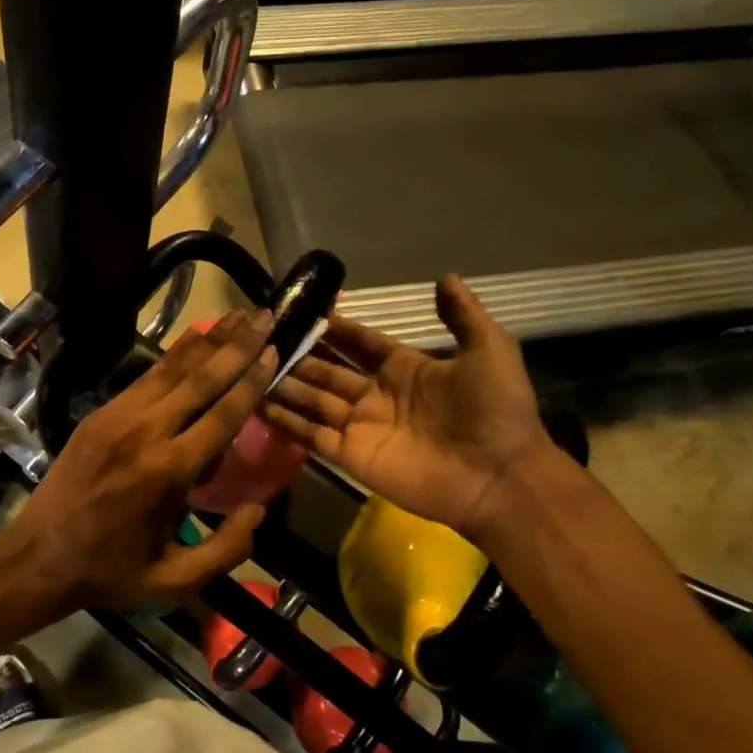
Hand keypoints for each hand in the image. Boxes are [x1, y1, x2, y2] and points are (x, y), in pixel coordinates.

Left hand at [5, 311, 278, 616]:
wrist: (37, 557)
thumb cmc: (110, 571)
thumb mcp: (174, 581)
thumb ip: (226, 549)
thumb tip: (259, 510)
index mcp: (167, 472)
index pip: (220, 416)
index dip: (250, 381)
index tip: (273, 351)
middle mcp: (144, 432)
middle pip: (198, 379)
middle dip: (236, 346)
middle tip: (266, 316)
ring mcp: (117, 417)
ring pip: (170, 369)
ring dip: (207, 340)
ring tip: (237, 314)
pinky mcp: (99, 414)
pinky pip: (145, 377)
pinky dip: (174, 356)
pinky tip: (194, 340)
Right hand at [261, 275, 552, 537]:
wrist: (499, 476)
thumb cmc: (494, 411)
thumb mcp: (488, 350)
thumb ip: (463, 316)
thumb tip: (445, 277)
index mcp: (405, 368)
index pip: (360, 343)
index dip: (336, 329)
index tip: (306, 312)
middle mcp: (376, 395)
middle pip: (328, 370)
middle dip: (301, 356)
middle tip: (266, 340)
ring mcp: (361, 427)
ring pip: (313, 400)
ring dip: (286, 386)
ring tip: (252, 369)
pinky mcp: (350, 457)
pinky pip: (311, 435)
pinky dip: (286, 422)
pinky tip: (259, 405)